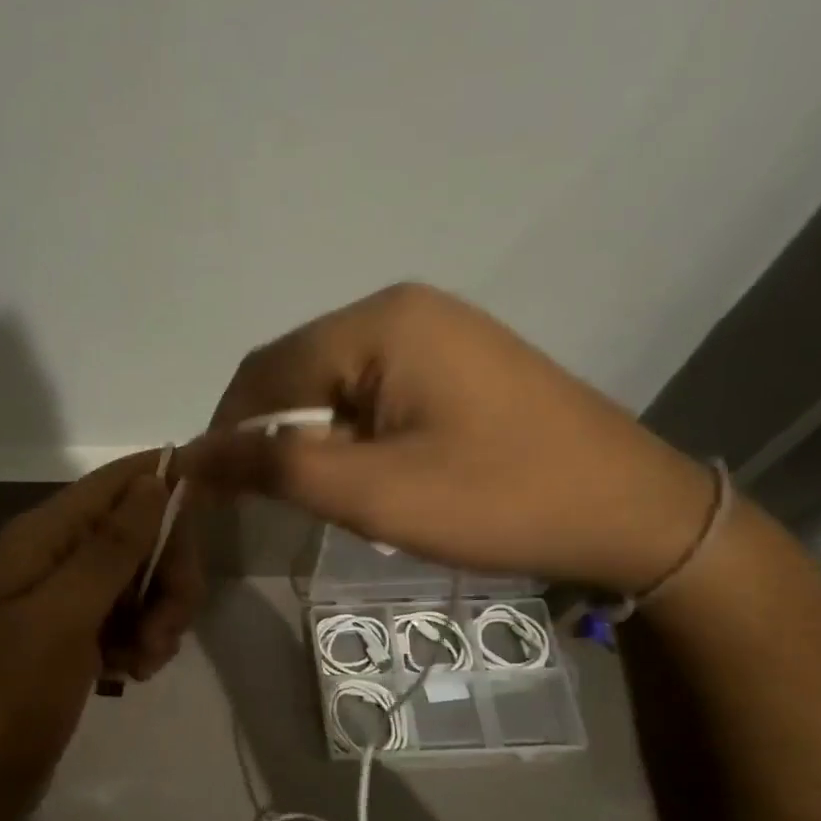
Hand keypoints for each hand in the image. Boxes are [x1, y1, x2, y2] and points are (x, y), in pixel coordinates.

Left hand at [0, 452, 200, 820]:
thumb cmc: (11, 692)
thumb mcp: (63, 615)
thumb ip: (112, 547)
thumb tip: (154, 479)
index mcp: (45, 535)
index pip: (119, 482)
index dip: (168, 478)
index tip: (220, 492)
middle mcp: (59, 555)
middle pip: (142, 534)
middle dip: (168, 575)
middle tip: (167, 628)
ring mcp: (70, 598)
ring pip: (145, 580)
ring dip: (159, 617)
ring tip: (144, 661)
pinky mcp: (80, 636)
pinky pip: (133, 618)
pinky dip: (143, 641)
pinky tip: (133, 672)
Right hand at [184, 284, 714, 593]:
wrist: (630, 513)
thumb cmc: (496, 500)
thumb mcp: (372, 493)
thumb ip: (274, 468)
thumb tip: (190, 455)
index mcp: (379, 322)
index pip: (264, 371)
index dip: (225, 431)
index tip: (211, 492)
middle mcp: (401, 308)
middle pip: (296, 370)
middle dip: (271, 436)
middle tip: (269, 502)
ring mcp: (434, 330)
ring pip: (331, 382)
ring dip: (310, 437)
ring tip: (326, 493)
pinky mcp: (454, 359)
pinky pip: (371, 388)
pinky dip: (348, 431)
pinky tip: (367, 471)